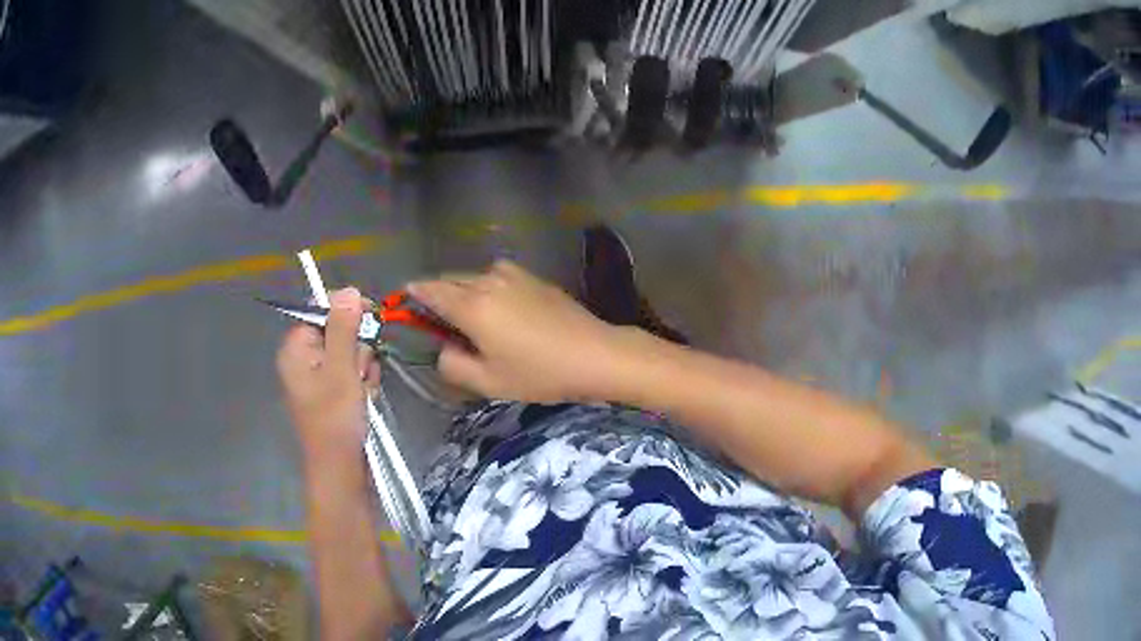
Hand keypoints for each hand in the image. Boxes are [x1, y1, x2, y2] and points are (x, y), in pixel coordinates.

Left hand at [277, 288, 380, 459]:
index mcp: (296, 348)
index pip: (321, 309)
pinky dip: (363, 382)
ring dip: (363, 367)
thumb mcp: (341, 369)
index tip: (372, 317)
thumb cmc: (335, 420)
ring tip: (362, 392)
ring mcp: (319, 376)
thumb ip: (343, 328)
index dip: (348, 310)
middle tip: (359, 373)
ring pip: (350, 351)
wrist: (341, 469)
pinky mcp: (333, 391)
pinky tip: (365, 399)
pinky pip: (353, 371)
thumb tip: (348, 289)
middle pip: (339, 330)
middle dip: (357, 348)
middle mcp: (304, 358)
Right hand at [408, 260, 629, 402]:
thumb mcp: (488, 381)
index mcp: (471, 304)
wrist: (596, 354)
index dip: (412, 295)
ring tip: (469, 321)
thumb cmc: (539, 373)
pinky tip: (500, 314)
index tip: (403, 303)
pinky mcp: (533, 277)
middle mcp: (488, 280)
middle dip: (437, 296)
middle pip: (449, 280)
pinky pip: (496, 279)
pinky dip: (486, 291)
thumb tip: (442, 350)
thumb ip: (452, 365)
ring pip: (473, 278)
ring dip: (463, 293)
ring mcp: (513, 274)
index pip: (429, 290)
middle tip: (435, 322)